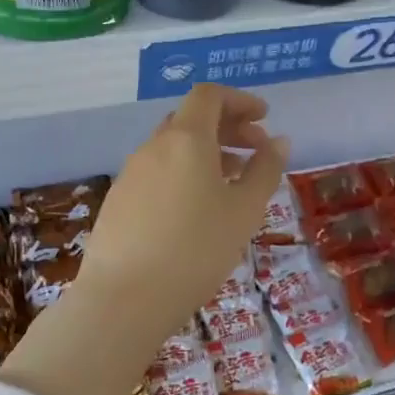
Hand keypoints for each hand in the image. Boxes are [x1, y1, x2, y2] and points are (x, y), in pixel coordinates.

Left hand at [77, 84, 288, 341]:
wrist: (125, 298)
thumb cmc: (196, 250)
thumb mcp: (244, 212)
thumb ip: (264, 171)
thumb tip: (277, 142)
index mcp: (185, 139)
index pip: (209, 96)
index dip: (239, 101)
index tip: (264, 119)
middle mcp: (153, 147)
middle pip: (190, 119)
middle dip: (226, 127)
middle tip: (256, 151)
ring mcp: (130, 174)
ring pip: (172, 148)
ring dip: (205, 153)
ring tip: (231, 183)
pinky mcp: (118, 200)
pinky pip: (156, 173)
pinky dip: (182, 174)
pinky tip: (195, 209)